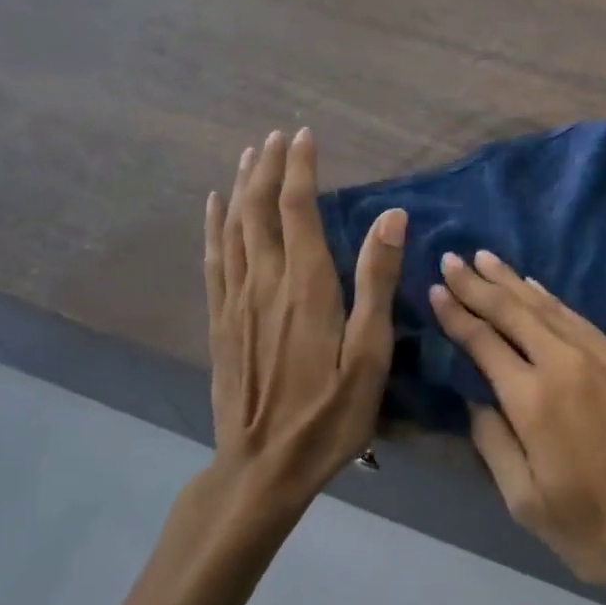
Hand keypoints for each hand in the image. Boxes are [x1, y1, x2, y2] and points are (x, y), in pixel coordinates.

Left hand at [204, 128, 405, 506]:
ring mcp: (236, 300)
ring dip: (242, 187)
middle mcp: (266, 280)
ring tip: (249, 156)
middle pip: (260, 208)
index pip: (298, 208)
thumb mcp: (369, 354)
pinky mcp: (220, 320)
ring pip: (234, 227)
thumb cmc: (329, 414)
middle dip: (268, 167)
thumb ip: (377, 281)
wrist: (261, 468)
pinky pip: (214, 259)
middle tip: (276, 136)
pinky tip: (214, 207)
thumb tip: (391, 215)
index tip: (304, 135)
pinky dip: (214, 226)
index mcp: (306, 284)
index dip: (300, 168)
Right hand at [429, 251, 605, 604]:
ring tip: (486, 259)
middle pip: (513, 311)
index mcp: (534, 399)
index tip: (436, 288)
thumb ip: (495, 445)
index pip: (484, 342)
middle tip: (452, 257)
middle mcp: (565, 363)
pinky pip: (577, 317)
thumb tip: (477, 400)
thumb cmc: (603, 530)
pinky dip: (550, 298)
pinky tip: (537, 287)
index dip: (457, 313)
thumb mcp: (530, 505)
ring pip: (547, 306)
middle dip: (478, 283)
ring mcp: (602, 356)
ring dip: (512, 280)